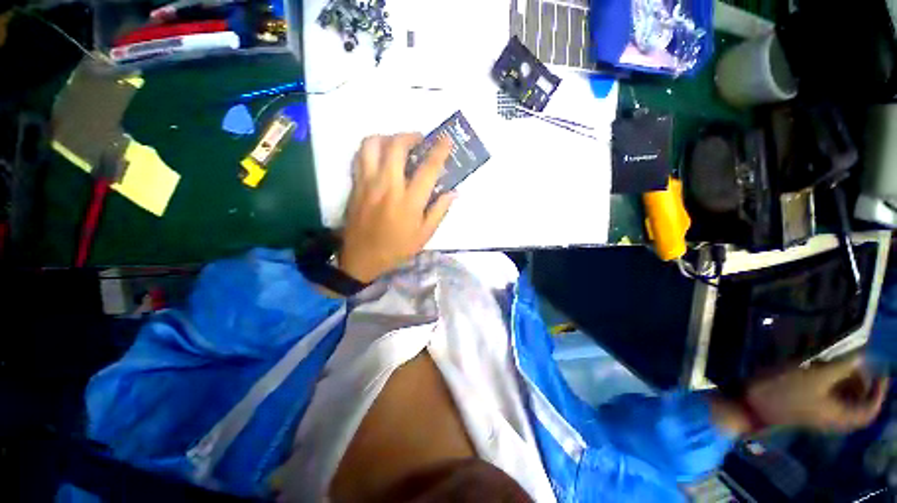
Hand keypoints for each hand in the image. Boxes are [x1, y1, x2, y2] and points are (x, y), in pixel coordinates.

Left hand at [338, 133, 454, 283]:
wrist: (362, 257)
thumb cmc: (397, 248)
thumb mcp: (424, 235)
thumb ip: (439, 211)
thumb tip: (453, 192)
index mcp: (409, 201)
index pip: (427, 169)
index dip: (439, 151)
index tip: (446, 139)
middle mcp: (388, 186)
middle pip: (397, 147)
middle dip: (411, 136)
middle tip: (420, 140)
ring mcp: (368, 183)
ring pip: (373, 144)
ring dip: (388, 137)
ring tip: (397, 144)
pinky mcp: (356, 184)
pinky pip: (360, 156)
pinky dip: (372, 148)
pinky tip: (380, 155)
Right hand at [745, 356, 888, 432]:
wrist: (752, 404)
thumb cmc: (786, 392)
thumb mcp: (814, 377)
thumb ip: (841, 367)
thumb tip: (861, 355)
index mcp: (840, 416)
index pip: (870, 410)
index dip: (880, 392)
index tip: (882, 372)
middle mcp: (834, 418)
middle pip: (857, 404)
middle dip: (862, 383)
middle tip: (856, 363)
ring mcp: (819, 414)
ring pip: (843, 400)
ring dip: (846, 382)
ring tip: (838, 364)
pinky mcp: (807, 408)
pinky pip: (829, 397)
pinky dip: (832, 384)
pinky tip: (820, 371)